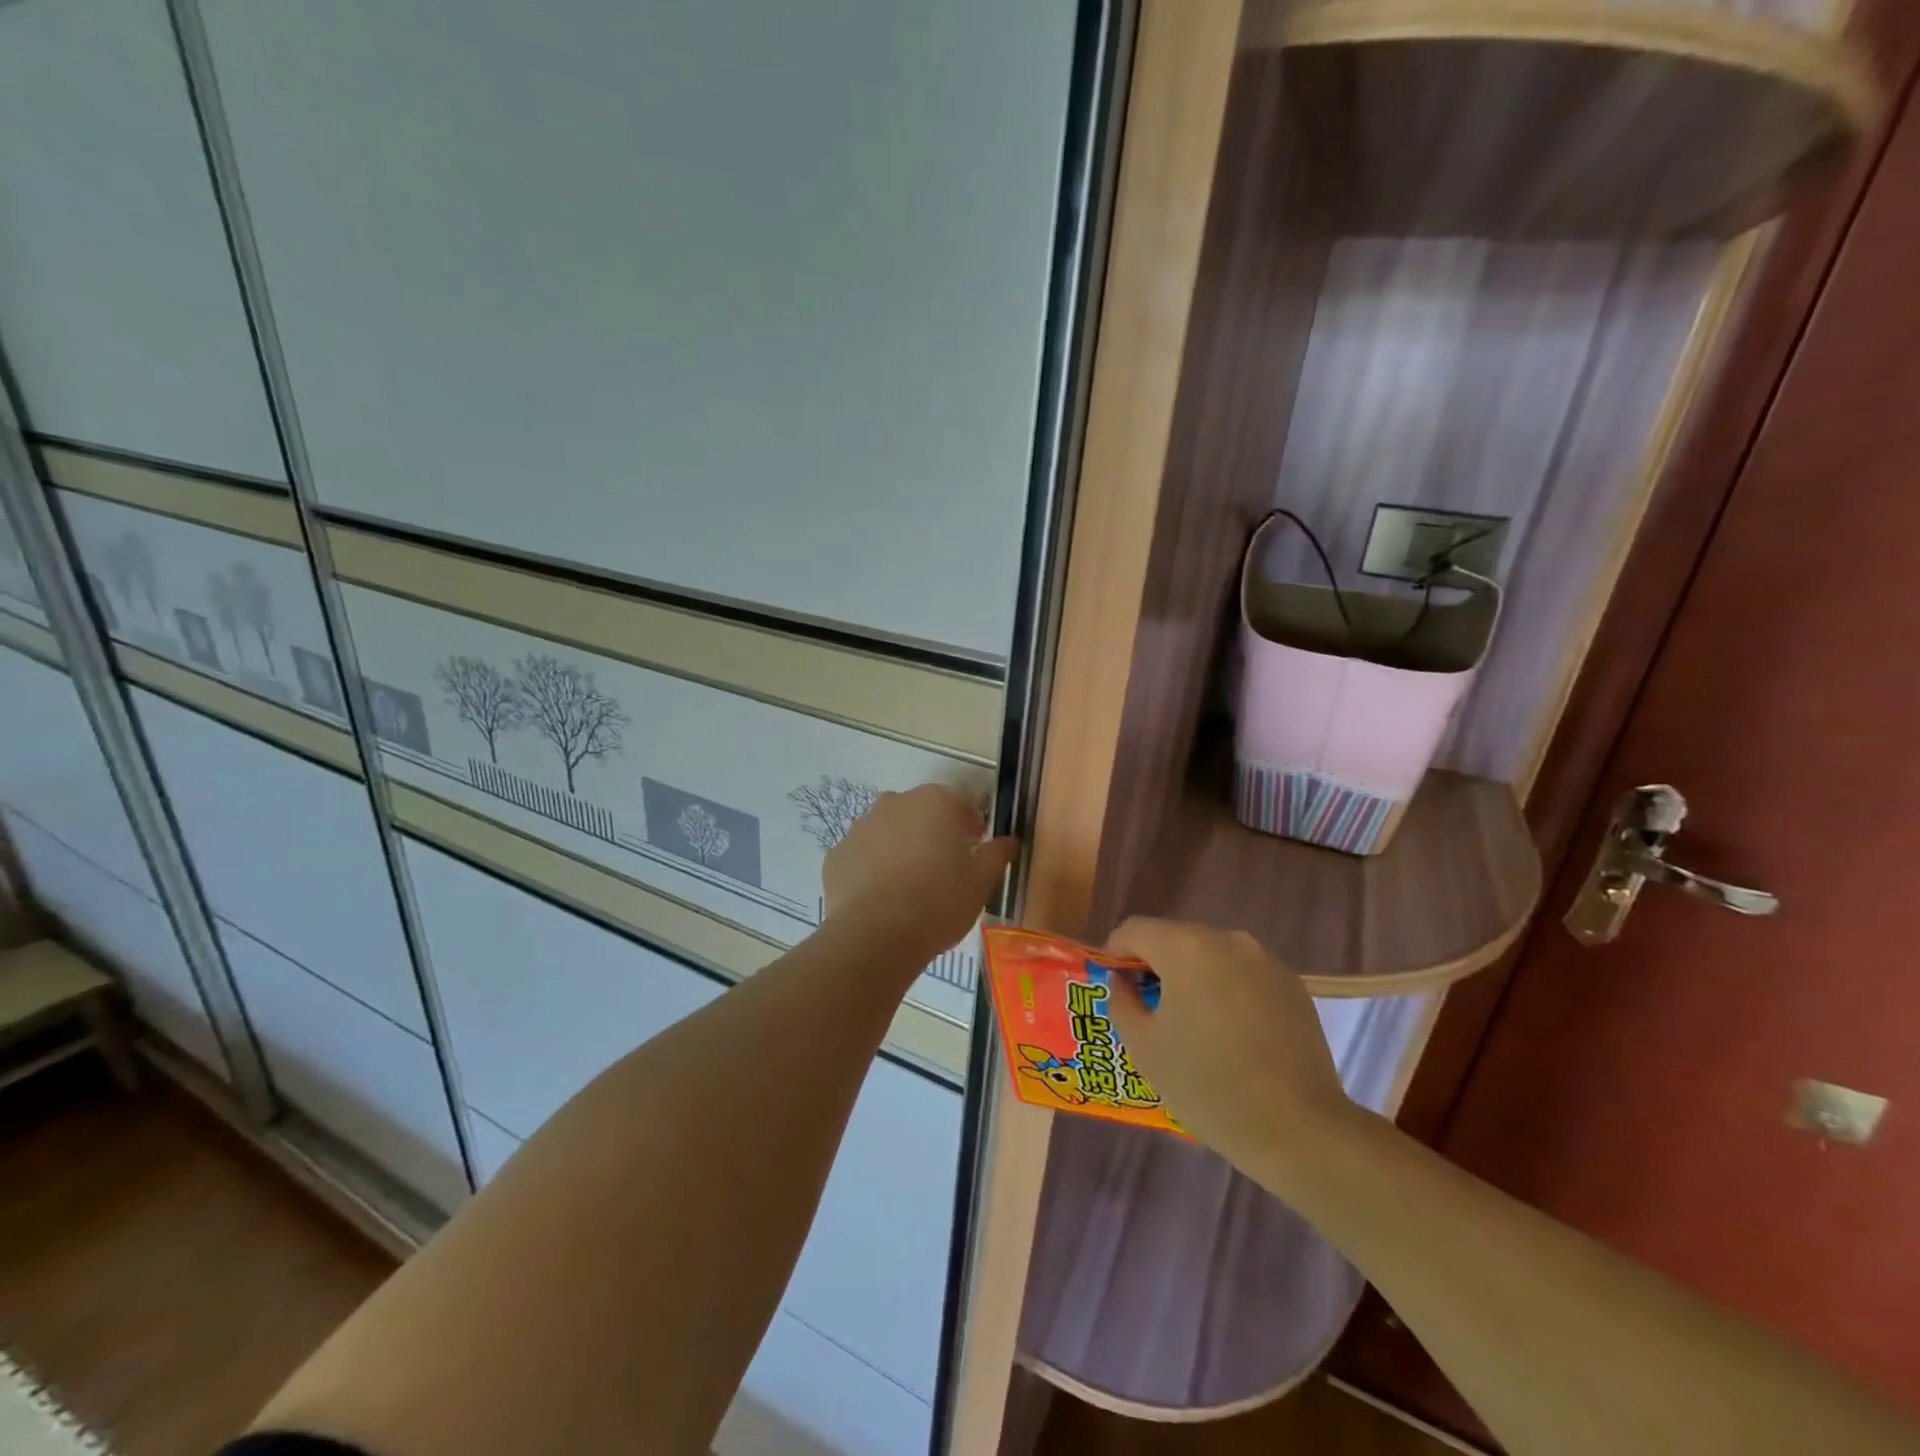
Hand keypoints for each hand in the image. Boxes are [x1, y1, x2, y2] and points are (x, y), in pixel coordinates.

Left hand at [823, 785, 1017, 965]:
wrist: (875, 936)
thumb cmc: (938, 902)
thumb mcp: (981, 882)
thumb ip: (997, 853)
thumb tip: (1008, 840)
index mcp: (935, 801)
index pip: (962, 803)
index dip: (973, 826)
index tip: (976, 852)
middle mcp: (895, 802)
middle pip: (922, 813)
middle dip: (935, 833)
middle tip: (945, 870)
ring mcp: (861, 826)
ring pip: (889, 831)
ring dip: (901, 848)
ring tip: (911, 887)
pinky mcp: (837, 854)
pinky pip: (863, 855)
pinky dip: (873, 869)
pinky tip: (882, 898)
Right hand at [1106, 917, 1353, 1171]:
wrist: (1300, 1129)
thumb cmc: (1208, 1085)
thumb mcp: (1144, 1047)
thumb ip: (1122, 1001)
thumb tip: (1124, 982)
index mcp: (1186, 947)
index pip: (1134, 930)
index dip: (1116, 954)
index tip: (1116, 988)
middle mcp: (1227, 939)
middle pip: (1174, 938)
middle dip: (1156, 966)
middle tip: (1150, 1011)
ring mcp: (1265, 960)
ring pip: (1211, 956)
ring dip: (1193, 978)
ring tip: (1194, 1026)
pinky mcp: (1293, 984)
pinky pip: (1243, 974)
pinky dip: (1227, 991)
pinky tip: (1232, 1035)